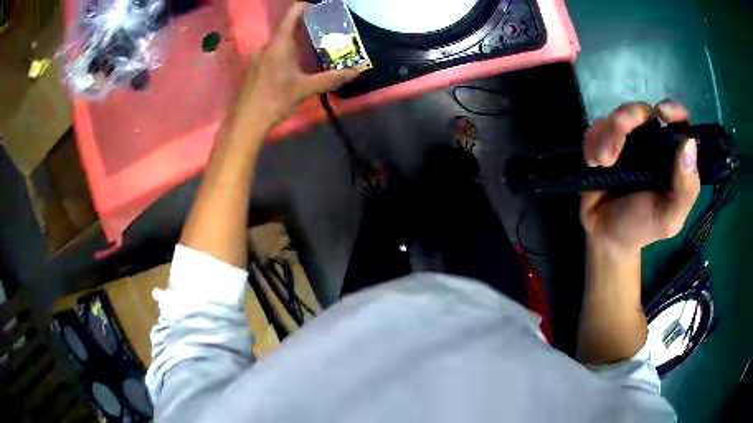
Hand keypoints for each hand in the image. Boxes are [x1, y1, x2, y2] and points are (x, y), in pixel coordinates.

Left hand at [234, 2, 359, 128]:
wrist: (246, 122)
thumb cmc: (275, 100)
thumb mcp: (305, 89)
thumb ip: (331, 78)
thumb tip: (356, 72)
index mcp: (279, 44)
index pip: (292, 14)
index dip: (305, 7)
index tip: (320, 10)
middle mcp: (266, 46)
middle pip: (287, 29)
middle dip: (305, 30)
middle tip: (322, 35)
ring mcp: (256, 57)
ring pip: (279, 44)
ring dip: (294, 45)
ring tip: (310, 54)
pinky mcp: (252, 68)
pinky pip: (270, 54)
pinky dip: (283, 55)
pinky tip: (291, 70)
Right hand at [581, 101, 700, 258]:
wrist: (605, 236)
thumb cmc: (641, 228)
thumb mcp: (669, 218)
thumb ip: (685, 189)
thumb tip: (689, 143)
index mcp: (672, 157)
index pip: (679, 122)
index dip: (673, 109)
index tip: (661, 113)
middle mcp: (652, 142)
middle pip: (642, 111)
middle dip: (628, 119)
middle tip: (616, 148)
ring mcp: (627, 140)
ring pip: (616, 116)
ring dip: (606, 136)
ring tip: (603, 164)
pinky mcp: (604, 142)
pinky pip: (596, 127)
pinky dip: (592, 142)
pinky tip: (593, 163)